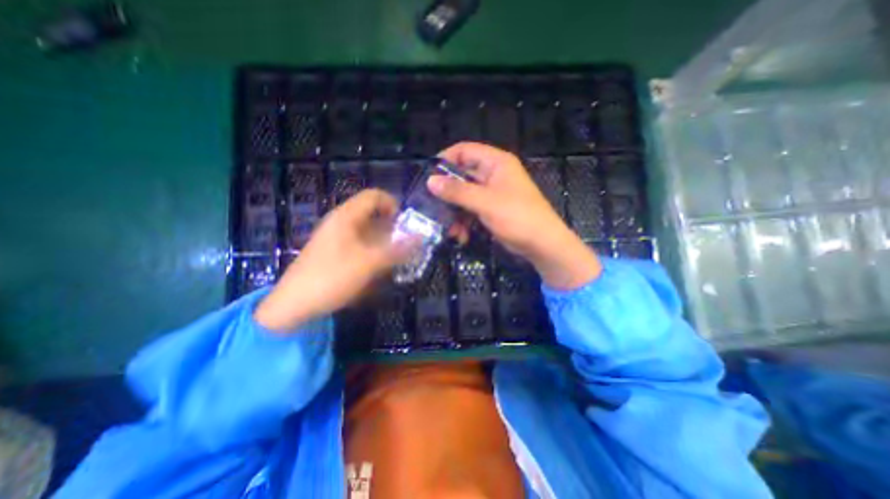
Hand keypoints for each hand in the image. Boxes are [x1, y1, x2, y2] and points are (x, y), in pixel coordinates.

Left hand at [252, 189, 414, 332]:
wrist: (293, 305)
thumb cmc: (332, 277)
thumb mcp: (369, 264)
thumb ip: (397, 250)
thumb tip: (421, 238)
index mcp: (346, 217)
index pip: (374, 196)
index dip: (393, 205)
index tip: (405, 224)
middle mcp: (341, 222)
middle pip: (372, 214)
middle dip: (392, 227)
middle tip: (406, 245)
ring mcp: (336, 238)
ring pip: (367, 231)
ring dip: (385, 242)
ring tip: (397, 259)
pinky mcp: (335, 252)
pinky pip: (360, 245)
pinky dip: (374, 252)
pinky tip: (379, 268)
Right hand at [427, 142, 601, 289]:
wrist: (542, 245)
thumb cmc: (517, 217)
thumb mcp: (485, 202)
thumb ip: (457, 191)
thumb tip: (430, 181)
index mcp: (496, 163)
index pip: (464, 150)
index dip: (445, 160)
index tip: (428, 176)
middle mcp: (493, 174)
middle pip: (462, 175)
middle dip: (448, 193)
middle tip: (431, 206)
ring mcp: (492, 193)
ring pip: (465, 196)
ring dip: (455, 212)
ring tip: (450, 229)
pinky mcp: (491, 209)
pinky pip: (471, 210)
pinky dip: (464, 222)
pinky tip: (461, 236)